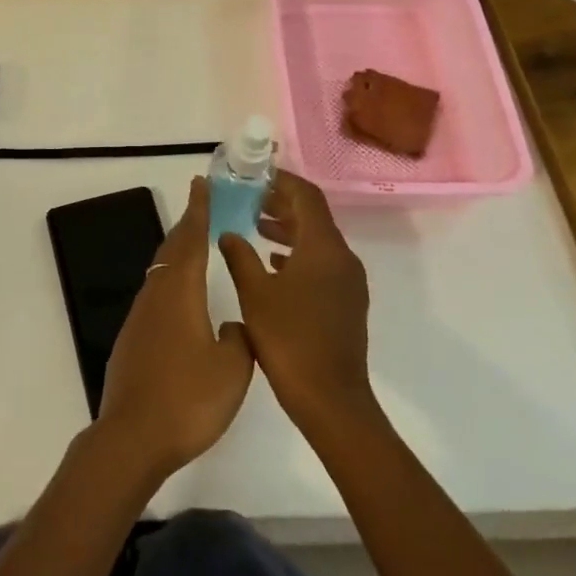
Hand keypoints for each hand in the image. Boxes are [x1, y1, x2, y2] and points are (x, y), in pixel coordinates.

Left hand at [98, 177, 253, 479]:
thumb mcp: (232, 370)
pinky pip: (154, 295)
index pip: (192, 240)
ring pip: (160, 272)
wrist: (132, 437)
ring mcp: (139, 318)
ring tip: (195, 246)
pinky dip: (170, 281)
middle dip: (187, 225)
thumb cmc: (188, 399)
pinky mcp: (132, 339)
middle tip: (202, 206)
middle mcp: (156, 296)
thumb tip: (232, 325)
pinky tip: (180, 300)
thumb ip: (239, 339)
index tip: (202, 184)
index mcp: (180, 294)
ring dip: (177, 252)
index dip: (199, 210)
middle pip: (172, 250)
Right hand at [219, 169, 374, 439]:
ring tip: (255, 227)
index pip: (306, 196)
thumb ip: (239, 256)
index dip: (281, 181)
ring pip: (317, 241)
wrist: (331, 400)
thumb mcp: (254, 293)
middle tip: (249, 199)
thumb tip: (228, 232)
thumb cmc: (289, 340)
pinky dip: (297, 255)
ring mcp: (348, 282)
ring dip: (289, 229)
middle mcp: (342, 257)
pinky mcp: (346, 302)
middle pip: (314, 216)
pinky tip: (273, 265)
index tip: (254, 176)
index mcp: (323, 248)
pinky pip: (322, 263)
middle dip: (282, 203)